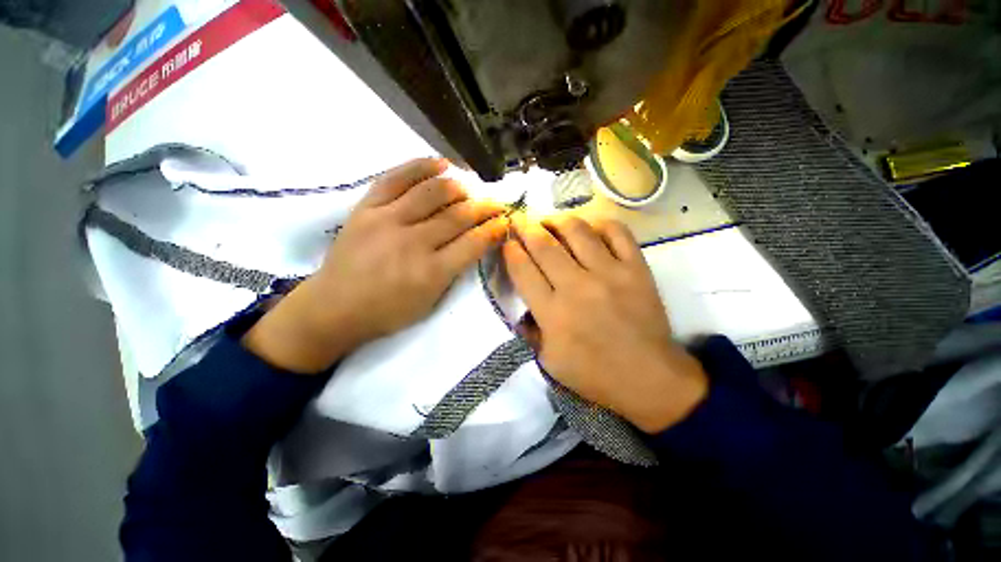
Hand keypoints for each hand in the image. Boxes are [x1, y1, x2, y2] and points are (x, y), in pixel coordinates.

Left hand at [243, 158, 508, 373]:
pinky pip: (396, 178)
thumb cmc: (387, 312)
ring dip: (458, 188)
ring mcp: (387, 221)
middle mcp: (413, 243)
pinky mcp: (366, 208)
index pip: (473, 243)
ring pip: (432, 193)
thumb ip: (454, 271)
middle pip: (457, 216)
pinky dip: (421, 167)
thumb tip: (474, 242)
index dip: (493, 230)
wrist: (334, 307)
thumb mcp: (430, 302)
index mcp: (431, 273)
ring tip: (468, 189)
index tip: (504, 221)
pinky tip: (441, 164)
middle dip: (484, 208)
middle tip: (496, 203)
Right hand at [504, 214, 707, 432]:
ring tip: (549, 221)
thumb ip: (530, 331)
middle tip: (519, 221)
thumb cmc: (594, 373)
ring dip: (557, 220)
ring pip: (577, 230)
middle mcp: (577, 286)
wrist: (648, 378)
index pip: (523, 270)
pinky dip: (599, 223)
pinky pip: (617, 232)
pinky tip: (589, 227)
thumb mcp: (549, 361)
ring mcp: (610, 273)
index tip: (507, 242)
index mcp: (553, 312)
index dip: (510, 251)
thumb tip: (522, 306)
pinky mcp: (636, 268)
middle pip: (544, 244)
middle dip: (525, 227)